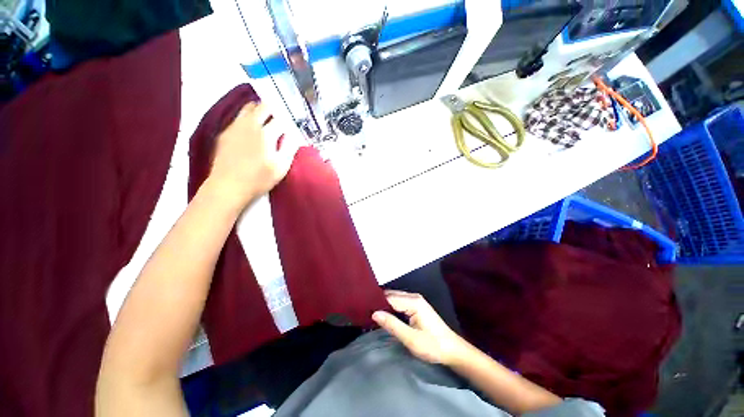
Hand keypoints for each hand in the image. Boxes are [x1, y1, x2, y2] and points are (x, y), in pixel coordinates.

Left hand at [207, 102, 300, 207]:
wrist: (227, 186)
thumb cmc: (259, 179)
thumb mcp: (281, 167)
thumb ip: (289, 148)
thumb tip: (294, 135)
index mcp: (266, 134)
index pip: (281, 119)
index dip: (289, 122)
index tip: (292, 128)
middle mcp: (250, 125)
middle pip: (264, 106)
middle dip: (275, 110)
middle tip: (280, 121)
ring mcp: (235, 127)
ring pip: (249, 107)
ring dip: (260, 111)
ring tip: (266, 121)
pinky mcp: (225, 133)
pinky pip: (238, 117)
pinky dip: (248, 118)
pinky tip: (251, 132)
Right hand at [372, 290, 465, 364]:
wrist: (452, 350)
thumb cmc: (433, 346)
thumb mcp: (411, 339)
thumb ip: (392, 325)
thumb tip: (374, 313)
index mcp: (413, 302)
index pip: (389, 298)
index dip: (376, 303)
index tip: (362, 309)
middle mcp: (414, 297)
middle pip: (391, 296)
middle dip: (379, 302)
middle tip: (364, 311)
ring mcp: (416, 300)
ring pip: (395, 298)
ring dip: (384, 305)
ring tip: (370, 312)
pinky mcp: (416, 306)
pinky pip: (399, 302)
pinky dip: (390, 307)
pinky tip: (383, 314)